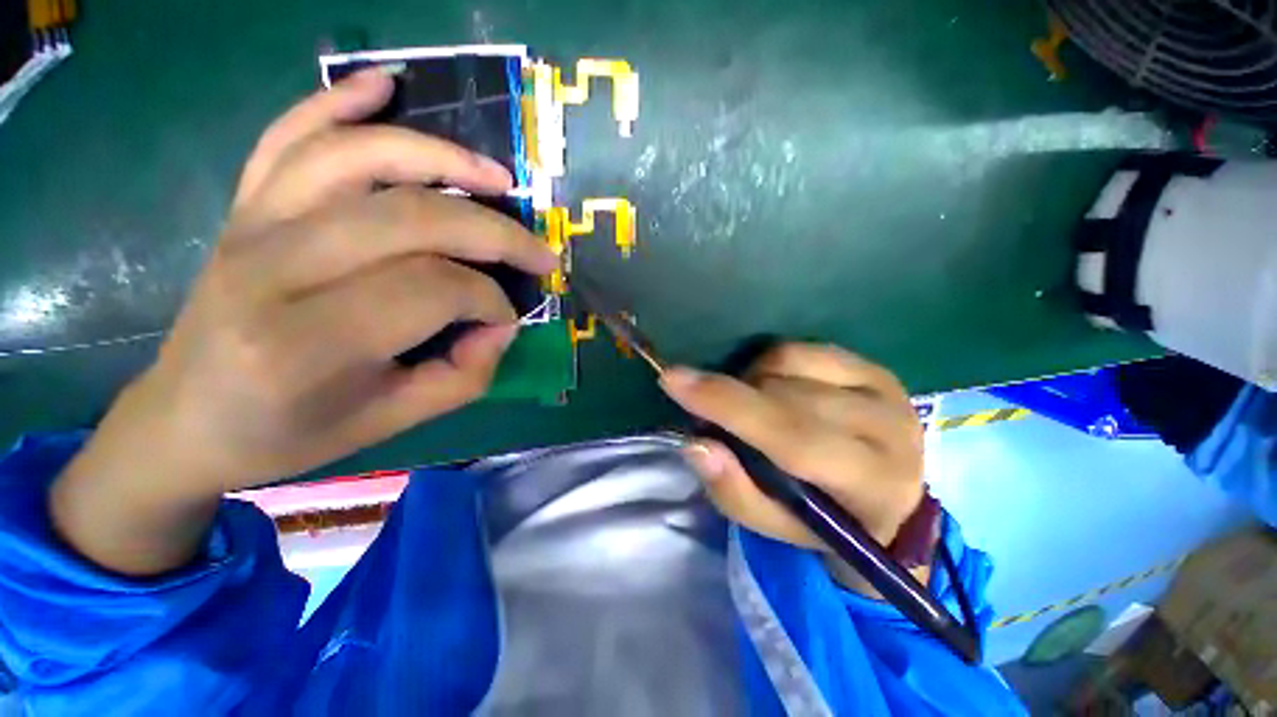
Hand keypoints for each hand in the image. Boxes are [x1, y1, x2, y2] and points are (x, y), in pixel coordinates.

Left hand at [52, 68, 556, 573]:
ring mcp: (253, 225)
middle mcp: (274, 268)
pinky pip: (290, 136)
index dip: (490, 300)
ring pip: (359, 160)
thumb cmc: (290, 433)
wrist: (187, 420)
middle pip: (410, 218)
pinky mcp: (245, 208)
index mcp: (307, 342)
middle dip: (494, 232)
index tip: (508, 319)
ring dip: (442, 158)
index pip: (433, 289)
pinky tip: (383, 85)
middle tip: (539, 251)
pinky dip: (337, 101)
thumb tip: (501, 323)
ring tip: (499, 177)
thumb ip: (464, 374)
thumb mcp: (393, 422)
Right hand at [659, 343, 924, 549]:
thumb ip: (733, 490)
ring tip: (750, 406)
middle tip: (711, 411)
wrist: (887, 500)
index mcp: (871, 484)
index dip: (728, 404)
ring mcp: (884, 389)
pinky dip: (771, 364)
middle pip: (786, 394)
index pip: (793, 436)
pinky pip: (801, 348)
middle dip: (733, 396)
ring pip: (790, 363)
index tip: (672, 379)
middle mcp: (888, 428)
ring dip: (751, 381)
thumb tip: (695, 443)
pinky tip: (772, 387)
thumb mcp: (774, 525)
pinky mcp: (872, 365)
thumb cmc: (823, 521)